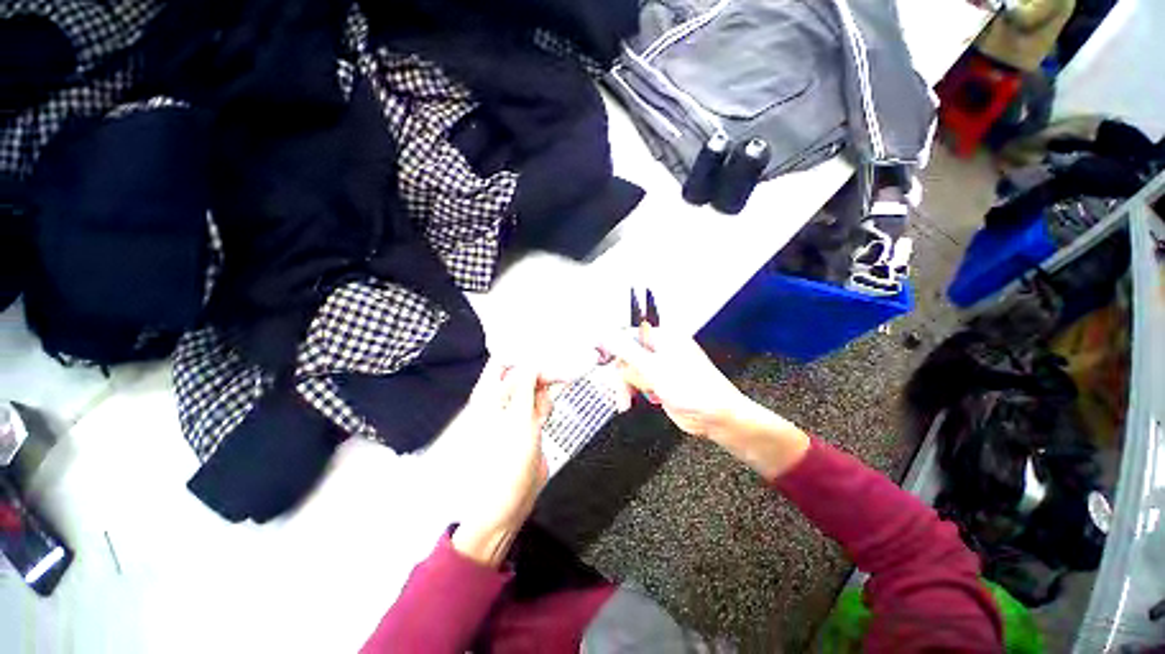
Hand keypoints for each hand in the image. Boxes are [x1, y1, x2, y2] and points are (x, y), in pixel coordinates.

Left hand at [453, 365, 552, 567]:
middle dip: (542, 370)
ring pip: (535, 387)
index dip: (522, 352)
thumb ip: (525, 387)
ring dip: (547, 387)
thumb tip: (532, 361)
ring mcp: (516, 411)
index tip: (545, 346)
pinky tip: (550, 407)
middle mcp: (501, 399)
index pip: (504, 361)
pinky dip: (548, 401)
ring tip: (551, 397)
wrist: (510, 502)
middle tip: (563, 366)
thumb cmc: (506, 463)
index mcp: (489, 395)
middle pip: (524, 373)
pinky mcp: (528, 422)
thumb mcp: (518, 420)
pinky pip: (541, 403)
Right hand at [602, 330, 809, 479]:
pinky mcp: (660, 382)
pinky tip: (643, 400)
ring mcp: (660, 366)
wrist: (716, 417)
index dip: (612, 345)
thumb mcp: (653, 368)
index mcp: (663, 338)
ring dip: (627, 386)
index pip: (628, 334)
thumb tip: (606, 335)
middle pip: (627, 355)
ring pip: (631, 371)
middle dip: (623, 373)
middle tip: (619, 388)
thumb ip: (627, 350)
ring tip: (627, 401)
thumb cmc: (692, 389)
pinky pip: (639, 383)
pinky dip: (636, 392)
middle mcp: (661, 349)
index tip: (597, 356)